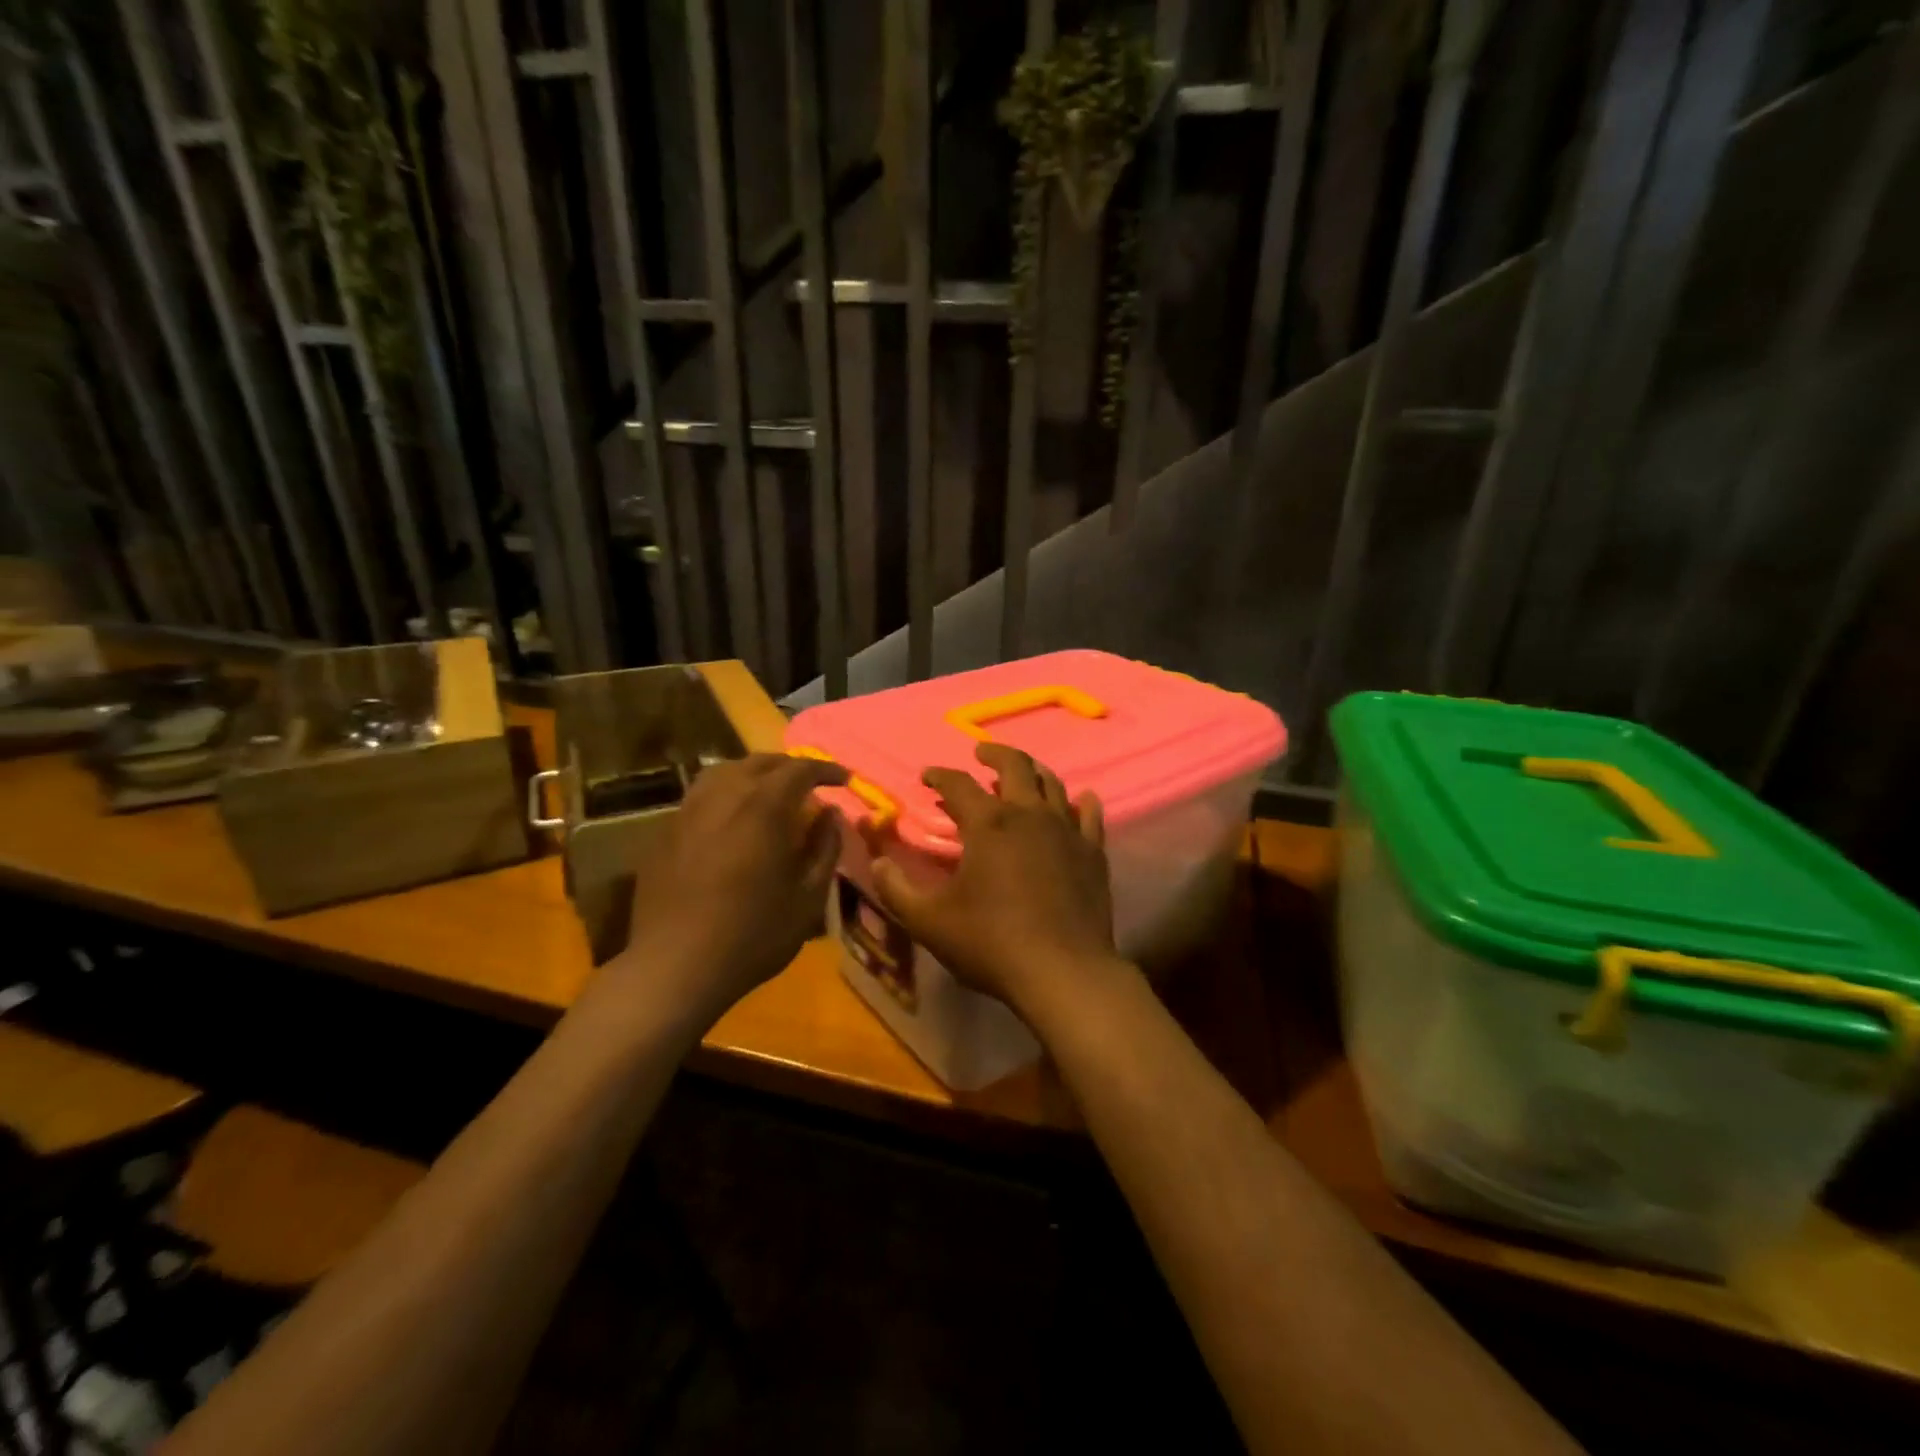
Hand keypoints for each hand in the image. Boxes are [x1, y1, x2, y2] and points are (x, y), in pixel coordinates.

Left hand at [607, 753, 846, 1025]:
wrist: (675, 968)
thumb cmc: (753, 934)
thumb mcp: (808, 897)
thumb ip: (825, 848)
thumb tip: (830, 814)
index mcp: (763, 807)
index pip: (800, 769)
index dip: (826, 770)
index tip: (844, 779)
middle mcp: (723, 796)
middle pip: (760, 762)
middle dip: (790, 767)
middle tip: (810, 783)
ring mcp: (688, 811)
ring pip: (725, 772)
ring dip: (754, 774)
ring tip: (770, 792)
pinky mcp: (665, 832)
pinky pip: (701, 796)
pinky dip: (726, 793)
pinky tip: (732, 819)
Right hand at [870, 743, 1122, 1018]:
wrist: (1063, 971)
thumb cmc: (991, 943)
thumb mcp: (929, 921)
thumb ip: (897, 888)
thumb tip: (877, 861)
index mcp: (988, 824)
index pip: (958, 784)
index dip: (939, 775)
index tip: (927, 776)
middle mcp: (1029, 814)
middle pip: (1014, 766)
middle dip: (994, 754)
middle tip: (981, 753)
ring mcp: (1066, 830)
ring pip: (1052, 784)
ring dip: (1034, 771)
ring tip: (1024, 772)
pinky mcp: (1093, 852)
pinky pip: (1090, 815)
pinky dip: (1083, 802)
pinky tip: (1083, 799)